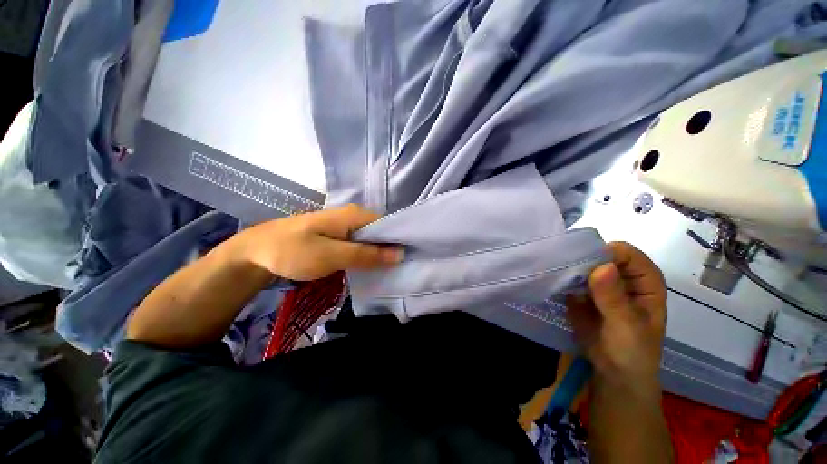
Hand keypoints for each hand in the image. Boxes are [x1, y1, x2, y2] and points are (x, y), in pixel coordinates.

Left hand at [228, 204, 402, 280]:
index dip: (399, 240)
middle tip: (400, 268)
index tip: (409, 258)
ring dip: (379, 254)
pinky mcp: (337, 236)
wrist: (255, 252)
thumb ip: (367, 255)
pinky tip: (370, 267)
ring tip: (390, 270)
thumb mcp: (332, 255)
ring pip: (370, 239)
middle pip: (381, 232)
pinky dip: (366, 255)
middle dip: (390, 249)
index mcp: (355, 215)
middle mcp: (354, 216)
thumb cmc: (293, 251)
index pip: (388, 224)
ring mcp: (344, 226)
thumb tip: (400, 253)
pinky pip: (359, 244)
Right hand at [567, 242, 666, 390]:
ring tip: (554, 272)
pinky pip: (570, 278)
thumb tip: (603, 267)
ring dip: (568, 267)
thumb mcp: (626, 326)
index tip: (583, 260)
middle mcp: (622, 277)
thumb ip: (614, 298)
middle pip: (602, 256)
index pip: (626, 254)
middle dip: (583, 258)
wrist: (614, 374)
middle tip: (563, 265)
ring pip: (583, 265)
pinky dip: (561, 278)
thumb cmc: (633, 351)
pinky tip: (552, 281)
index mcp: (644, 281)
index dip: (607, 254)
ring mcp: (600, 284)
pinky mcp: (581, 292)